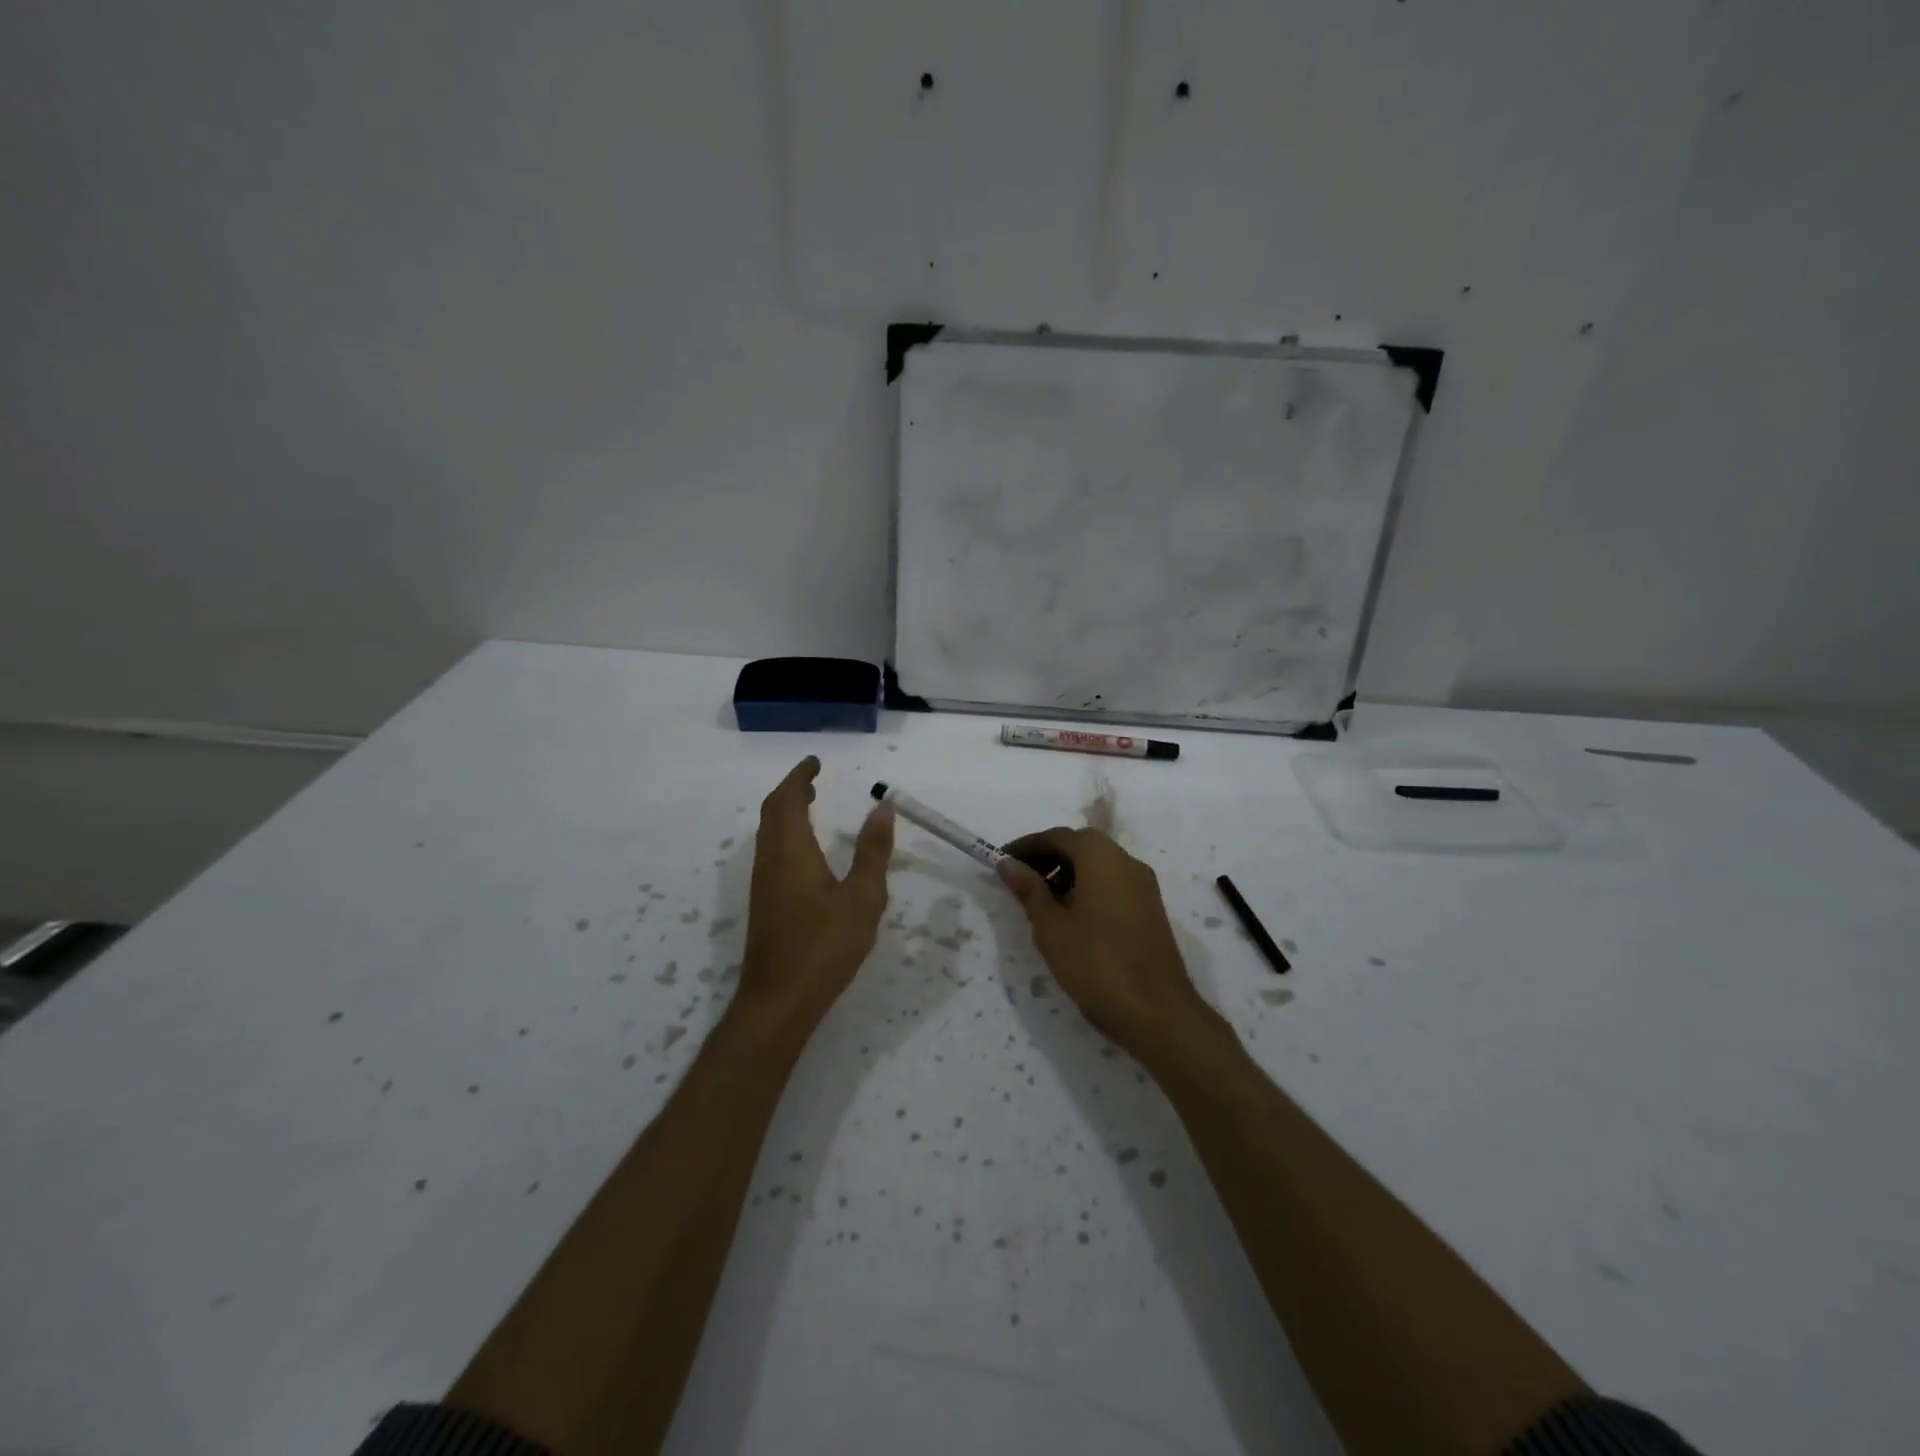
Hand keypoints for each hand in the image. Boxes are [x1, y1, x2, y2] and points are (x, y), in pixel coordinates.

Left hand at [738, 757, 893, 1026]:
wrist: (778, 1000)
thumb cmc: (824, 946)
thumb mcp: (862, 897)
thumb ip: (873, 851)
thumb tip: (882, 808)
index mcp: (791, 851)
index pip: (788, 799)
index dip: (800, 777)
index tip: (815, 762)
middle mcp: (770, 860)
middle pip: (773, 812)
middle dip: (792, 790)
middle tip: (814, 780)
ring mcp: (763, 883)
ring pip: (768, 833)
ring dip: (786, 812)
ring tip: (811, 806)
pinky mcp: (764, 903)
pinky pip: (771, 852)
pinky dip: (785, 834)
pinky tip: (806, 852)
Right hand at [999, 828, 1218, 1054]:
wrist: (1157, 1012)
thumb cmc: (1096, 964)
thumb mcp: (1051, 927)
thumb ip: (1029, 890)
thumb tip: (1009, 863)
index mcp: (1101, 857)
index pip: (1058, 837)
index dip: (1027, 846)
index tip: (1002, 860)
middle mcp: (1126, 861)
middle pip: (1081, 846)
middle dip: (1048, 857)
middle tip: (1019, 879)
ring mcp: (1143, 885)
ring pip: (1099, 865)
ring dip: (1068, 872)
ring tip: (1040, 900)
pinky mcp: (1150, 908)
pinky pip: (1113, 883)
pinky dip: (1088, 887)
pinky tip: (1071, 916)